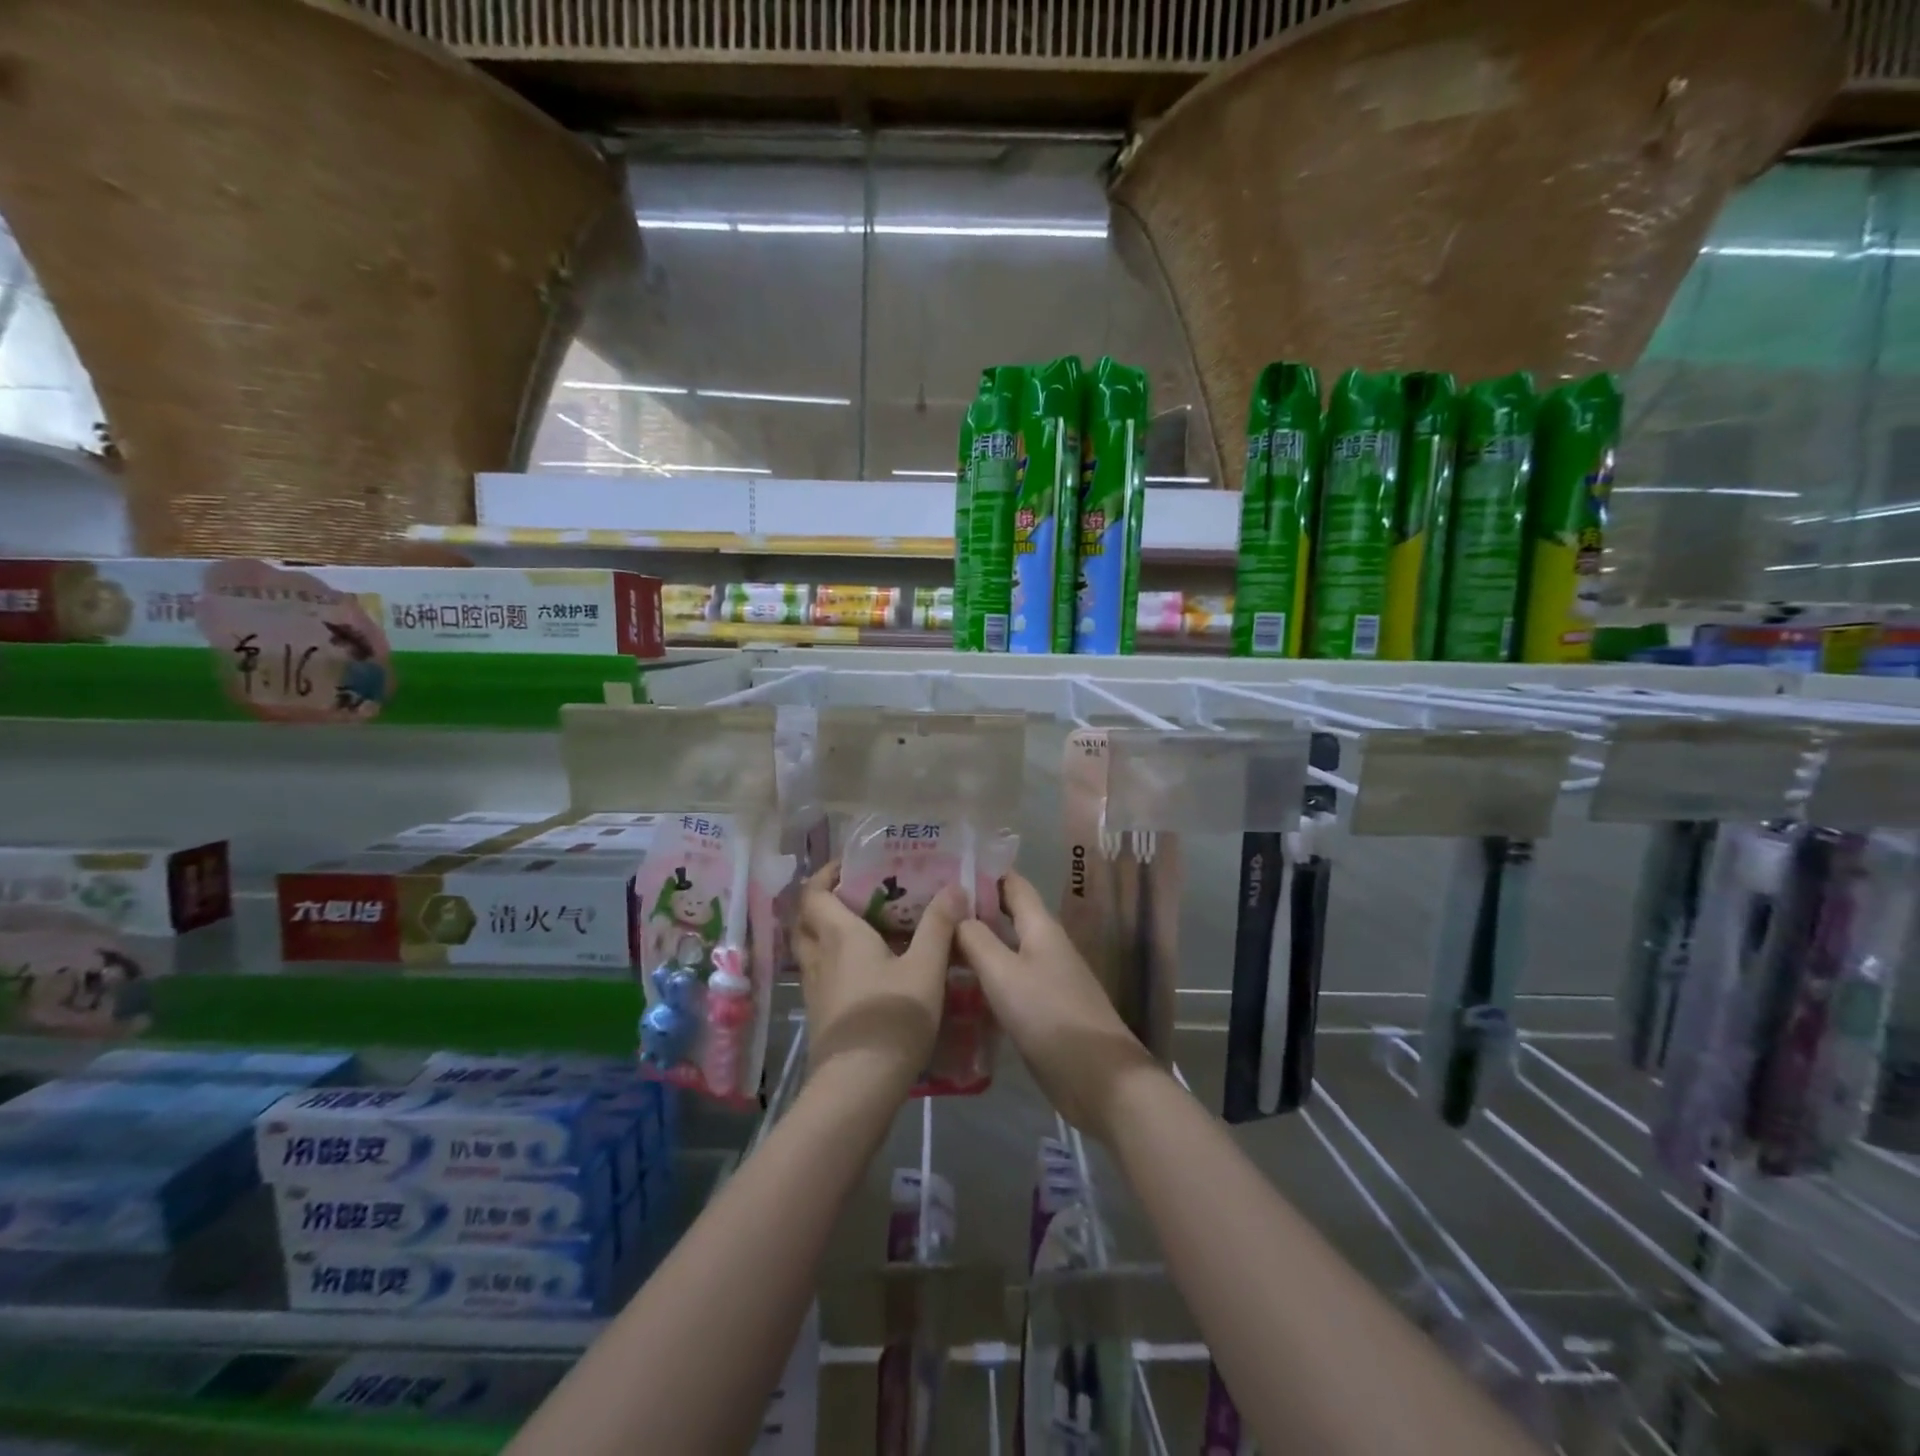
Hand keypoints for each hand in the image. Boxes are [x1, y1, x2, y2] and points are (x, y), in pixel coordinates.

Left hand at [793, 863, 963, 1090]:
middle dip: (825, 900)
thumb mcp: (926, 969)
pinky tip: (864, 969)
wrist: (857, 1086)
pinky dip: (833, 959)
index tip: (850, 865)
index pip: (814, 892)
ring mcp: (814, 986)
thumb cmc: (892, 1018)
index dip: (826, 874)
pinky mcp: (819, 1012)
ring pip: (810, 946)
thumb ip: (939, 925)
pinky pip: (819, 971)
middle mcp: (819, 955)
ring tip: (864, 928)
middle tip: (857, 894)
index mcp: (840, 935)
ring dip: (827, 930)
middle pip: (806, 918)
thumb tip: (954, 887)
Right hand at [955, 872, 1158, 1139]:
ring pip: (1004, 950)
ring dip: (975, 945)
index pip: (1013, 884)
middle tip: (927, 909)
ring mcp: (1044, 979)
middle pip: (1006, 916)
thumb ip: (976, 939)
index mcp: (1041, 927)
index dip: (983, 872)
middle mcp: (1044, 946)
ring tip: (933, 944)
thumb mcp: (1004, 973)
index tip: (946, 867)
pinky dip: (983, 977)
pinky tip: (956, 987)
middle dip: (972, 909)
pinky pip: (1007, 981)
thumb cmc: (1049, 1016)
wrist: (1097, 1078)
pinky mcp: (1041, 1010)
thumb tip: (955, 912)